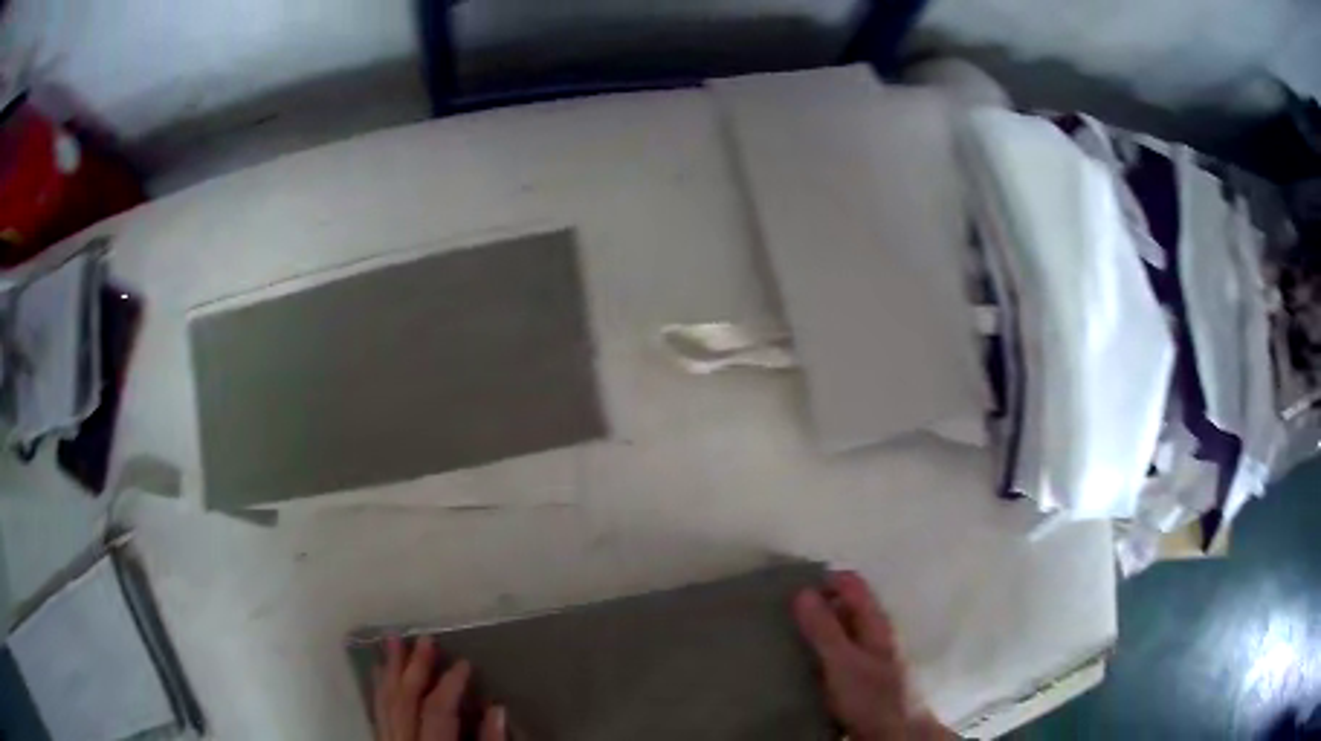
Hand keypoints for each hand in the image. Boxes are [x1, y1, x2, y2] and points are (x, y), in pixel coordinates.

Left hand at [373, 635, 505, 740]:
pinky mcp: (382, 739)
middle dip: (415, 667)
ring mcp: (388, 739)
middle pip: (405, 701)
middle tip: (425, 638)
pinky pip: (376, 711)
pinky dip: (378, 689)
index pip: (438, 710)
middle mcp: (402, 740)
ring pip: (385, 702)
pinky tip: (378, 669)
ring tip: (392, 639)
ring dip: (390, 669)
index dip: (450, 685)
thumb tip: (497, 709)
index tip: (464, 663)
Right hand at [794, 571, 953, 740]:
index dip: (823, 579)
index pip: (850, 583)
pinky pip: (837, 655)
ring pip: (841, 630)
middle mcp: (875, 633)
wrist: (896, 734)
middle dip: (815, 604)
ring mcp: (870, 656)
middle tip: (778, 614)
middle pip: (845, 605)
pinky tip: (799, 665)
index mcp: (876, 622)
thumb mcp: (844, 663)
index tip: (789, 588)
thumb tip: (802, 591)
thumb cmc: (873, 697)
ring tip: (782, 637)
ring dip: (816, 629)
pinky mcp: (862, 678)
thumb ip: (825, 629)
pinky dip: (819, 652)